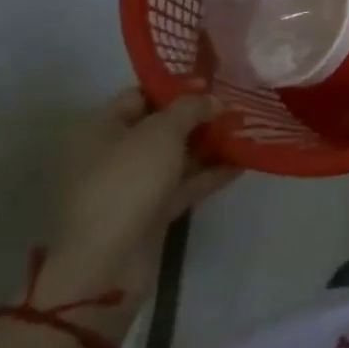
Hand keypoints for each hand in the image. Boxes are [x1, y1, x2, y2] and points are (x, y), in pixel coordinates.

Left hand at [41, 89, 238, 333]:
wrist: (107, 263)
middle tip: (235, 106)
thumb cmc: (127, 182)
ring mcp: (132, 186)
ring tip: (246, 131)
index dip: (175, 87)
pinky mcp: (150, 213)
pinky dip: (209, 175)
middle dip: (198, 117)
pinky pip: (184, 185)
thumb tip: (212, 100)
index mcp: (102, 129)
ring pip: (175, 157)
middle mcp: (113, 154)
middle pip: (161, 127)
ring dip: (208, 146)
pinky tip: (242, 163)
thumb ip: (190, 108)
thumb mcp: (162, 132)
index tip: (212, 84)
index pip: (140, 95)